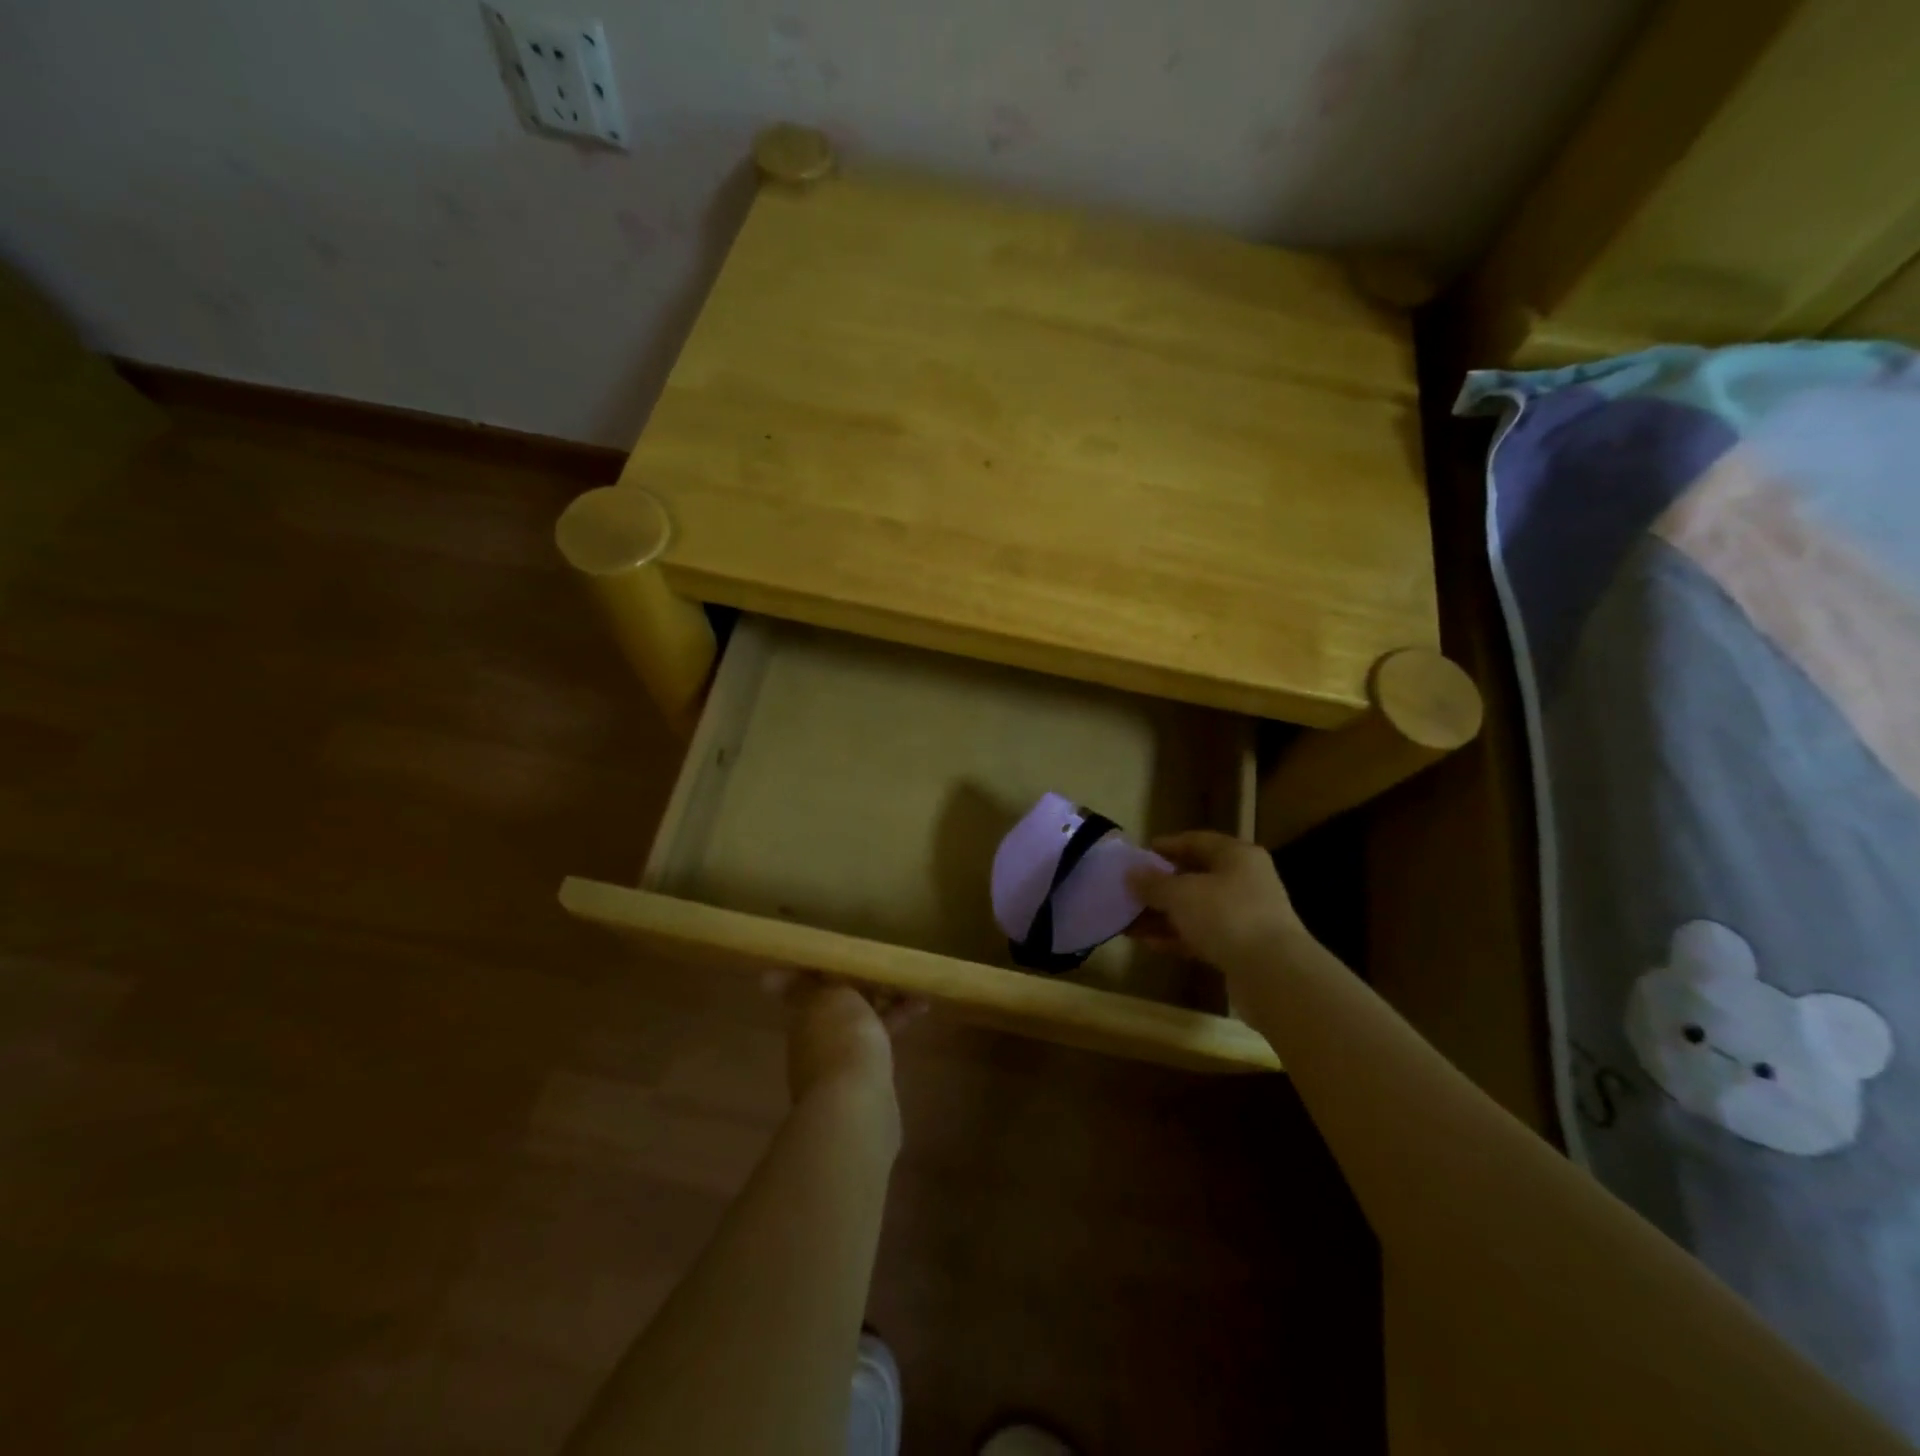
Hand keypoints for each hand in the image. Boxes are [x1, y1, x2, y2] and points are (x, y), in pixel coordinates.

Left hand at [777, 975, 923, 1109]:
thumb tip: (769, 979)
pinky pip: (879, 1039)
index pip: (806, 987)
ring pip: (862, 1021)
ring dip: (885, 1004)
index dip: (821, 972)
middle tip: (888, 968)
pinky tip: (920, 1009)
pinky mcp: (864, 1077)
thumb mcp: (830, 995)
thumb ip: (815, 984)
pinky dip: (896, 1024)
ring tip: (914, 988)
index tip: (841, 958)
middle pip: (838, 1004)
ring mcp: (837, 1060)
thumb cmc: (841, 1035)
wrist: (856, 1102)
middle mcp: (814, 1038)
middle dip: (862, 987)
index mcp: (801, 1016)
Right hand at [1126, 830, 1309, 975]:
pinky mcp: (1243, 948)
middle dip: (1161, 886)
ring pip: (1197, 910)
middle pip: (1196, 877)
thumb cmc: (1226, 916)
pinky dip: (1178, 937)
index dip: (1166, 846)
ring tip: (1130, 922)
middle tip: (1130, 891)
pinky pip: (1203, 936)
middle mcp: (1245, 881)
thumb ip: (1153, 883)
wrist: (1274, 974)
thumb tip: (1131, 873)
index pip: (1196, 841)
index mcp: (1236, 856)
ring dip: (1164, 915)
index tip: (1138, 855)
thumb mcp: (1181, 893)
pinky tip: (1150, 943)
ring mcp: (1246, 916)